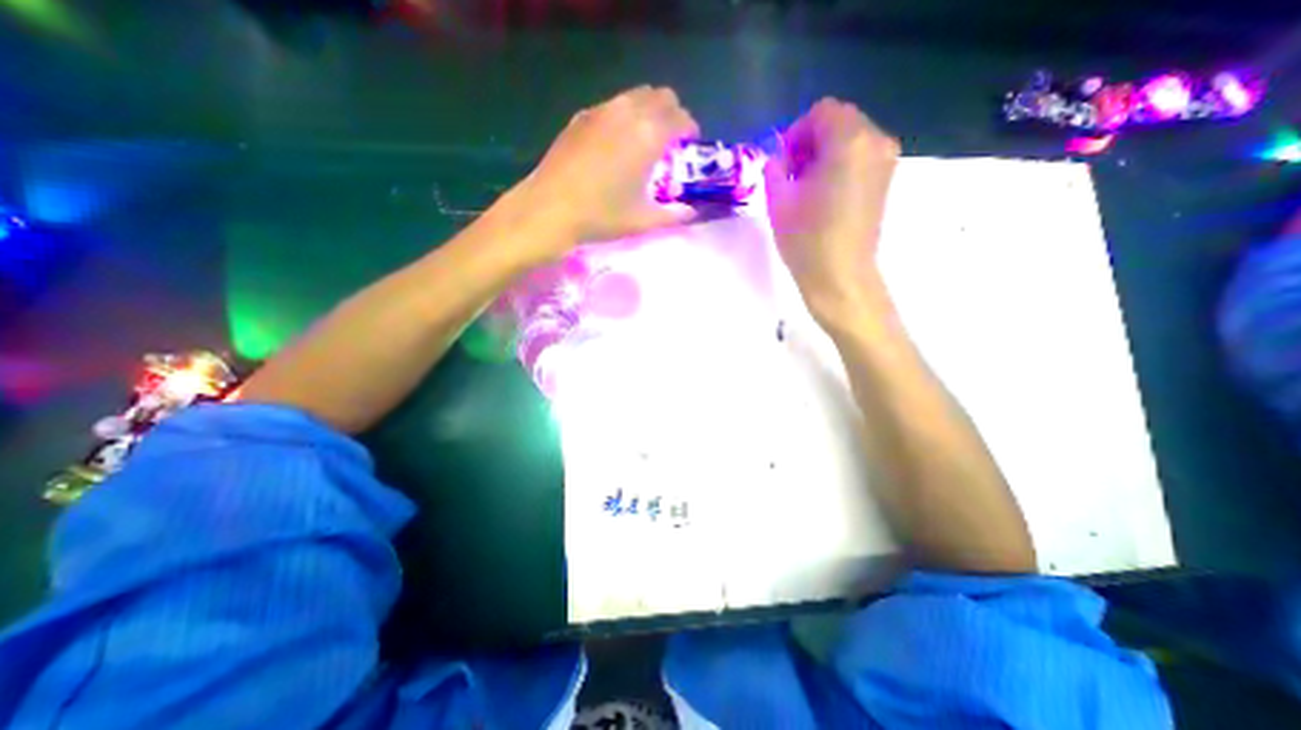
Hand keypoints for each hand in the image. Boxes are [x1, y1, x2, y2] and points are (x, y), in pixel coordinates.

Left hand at [509, 81, 700, 260]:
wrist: (549, 209)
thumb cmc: (601, 216)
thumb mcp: (642, 221)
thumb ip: (673, 215)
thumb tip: (691, 213)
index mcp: (648, 135)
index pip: (680, 117)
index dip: (690, 130)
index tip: (689, 146)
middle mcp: (627, 113)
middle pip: (660, 97)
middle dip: (672, 114)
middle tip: (670, 142)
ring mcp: (600, 111)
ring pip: (635, 96)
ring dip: (648, 112)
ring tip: (644, 142)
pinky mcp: (580, 118)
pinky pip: (612, 106)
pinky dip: (624, 116)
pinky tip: (616, 144)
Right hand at [765, 98, 901, 322]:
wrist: (840, 277)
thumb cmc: (806, 240)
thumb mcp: (778, 201)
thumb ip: (774, 168)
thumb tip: (779, 159)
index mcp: (849, 141)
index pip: (821, 112)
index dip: (796, 133)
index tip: (783, 164)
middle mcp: (876, 141)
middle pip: (839, 122)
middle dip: (811, 142)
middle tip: (792, 176)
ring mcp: (886, 161)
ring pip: (850, 140)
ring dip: (825, 155)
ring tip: (807, 189)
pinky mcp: (886, 181)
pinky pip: (860, 157)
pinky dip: (840, 166)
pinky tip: (824, 196)